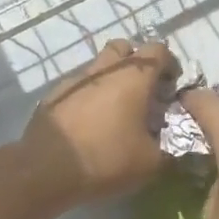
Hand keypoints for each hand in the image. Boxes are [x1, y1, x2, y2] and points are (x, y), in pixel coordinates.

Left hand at [17, 39, 176, 211]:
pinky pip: (79, 86)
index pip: (158, 50)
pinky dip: (89, 96)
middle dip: (136, 63)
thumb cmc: (106, 159)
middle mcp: (105, 69)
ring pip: (99, 66)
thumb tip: (173, 144)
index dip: (169, 65)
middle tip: (142, 92)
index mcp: (134, 77)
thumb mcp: (151, 163)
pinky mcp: (54, 94)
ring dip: (111, 80)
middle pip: (124, 48)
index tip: (170, 88)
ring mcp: (76, 79)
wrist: (45, 171)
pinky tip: (90, 123)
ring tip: (116, 111)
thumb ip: (169, 148)